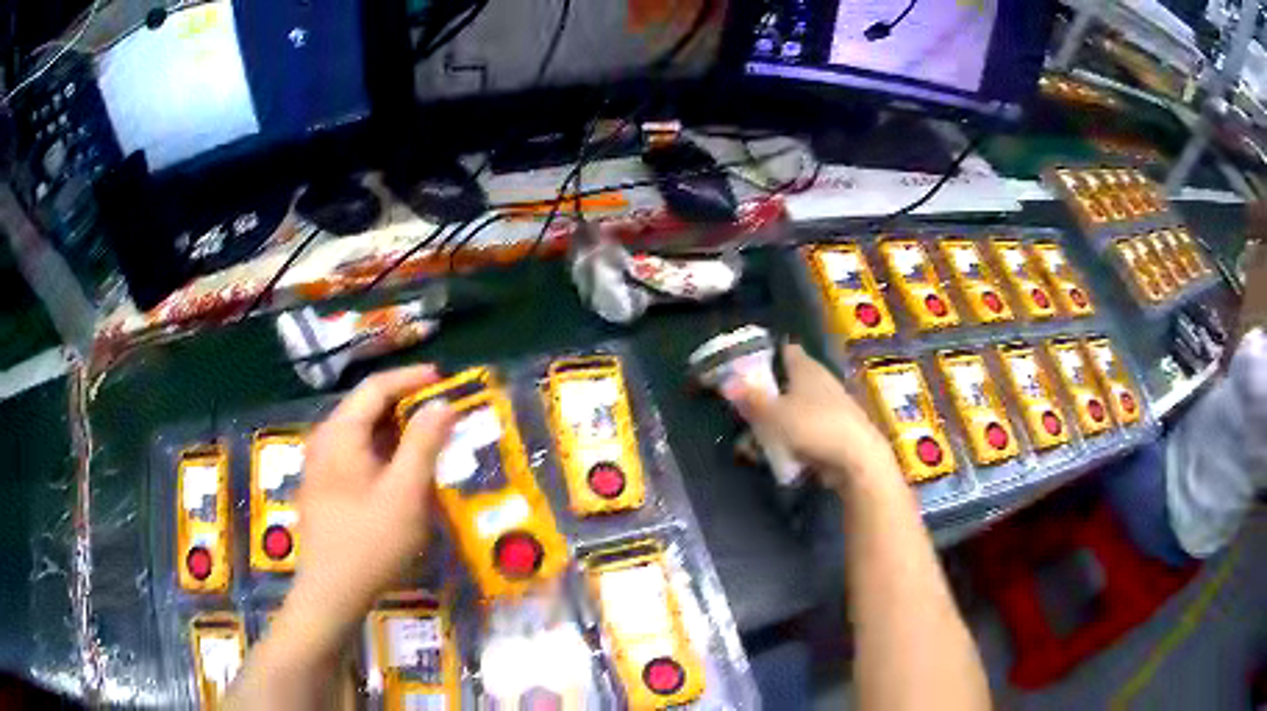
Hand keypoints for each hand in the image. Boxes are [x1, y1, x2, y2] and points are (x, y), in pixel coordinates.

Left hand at [281, 365, 456, 651]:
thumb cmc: (370, 542)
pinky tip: (401, 471)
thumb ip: (423, 443)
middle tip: (442, 414)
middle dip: (405, 405)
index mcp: (340, 433)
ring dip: (395, 430)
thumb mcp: (406, 493)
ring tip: (428, 440)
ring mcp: (319, 464)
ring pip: (360, 432)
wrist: (331, 592)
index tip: (444, 379)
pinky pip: (354, 453)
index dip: (411, 379)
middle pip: (365, 407)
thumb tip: (441, 403)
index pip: (375, 387)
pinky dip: (382, 451)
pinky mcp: (322, 486)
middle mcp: (324, 440)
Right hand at [725, 342, 901, 495]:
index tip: (749, 365)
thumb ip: (751, 400)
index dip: (768, 354)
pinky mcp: (839, 428)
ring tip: (761, 434)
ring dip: (783, 416)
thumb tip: (726, 383)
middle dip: (772, 391)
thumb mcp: (773, 415)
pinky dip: (797, 434)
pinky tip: (785, 449)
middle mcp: (821, 379)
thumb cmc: (813, 427)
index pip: (786, 350)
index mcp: (806, 367)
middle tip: (749, 405)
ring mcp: (833, 404)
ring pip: (801, 404)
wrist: (857, 458)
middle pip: (792, 379)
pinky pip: (810, 426)